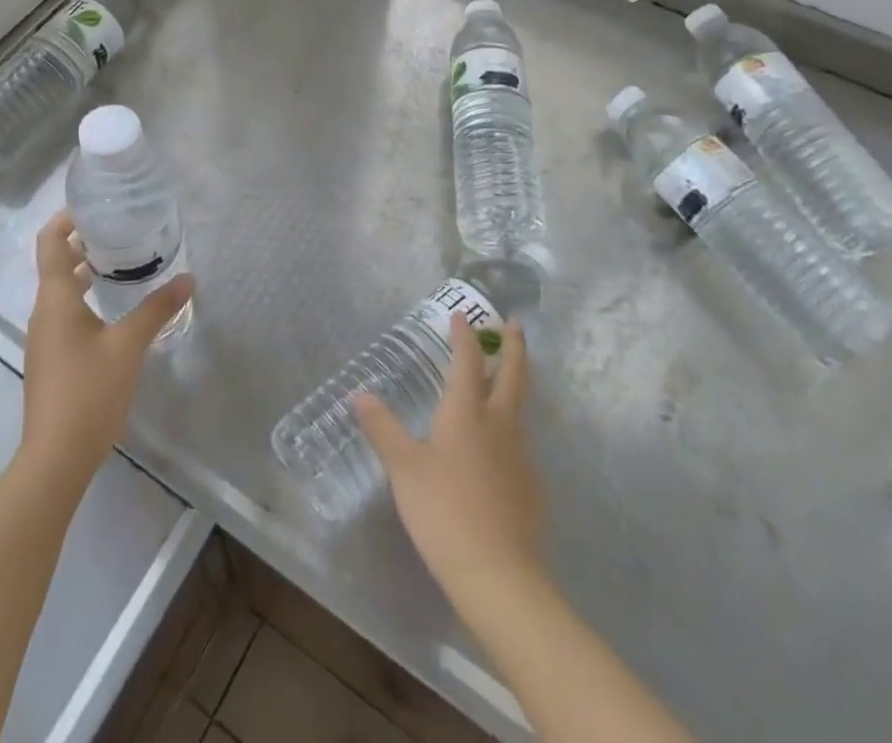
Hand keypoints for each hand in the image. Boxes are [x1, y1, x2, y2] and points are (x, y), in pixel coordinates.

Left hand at [19, 210, 192, 488]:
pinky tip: (116, 306)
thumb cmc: (89, 392)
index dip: (67, 219)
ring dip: (87, 270)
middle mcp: (44, 311)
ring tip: (124, 261)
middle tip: (122, 229)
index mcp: (55, 299)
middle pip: (56, 262)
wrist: (55, 457)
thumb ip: (157, 309)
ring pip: (62, 289)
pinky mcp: (52, 357)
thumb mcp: (129, 346)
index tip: (97, 206)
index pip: (50, 242)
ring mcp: (45, 336)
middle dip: (84, 242)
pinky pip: (66, 312)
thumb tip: (188, 278)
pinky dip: (86, 296)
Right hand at [354, 318, 543, 598]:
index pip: (467, 361)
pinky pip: (520, 445)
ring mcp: (520, 456)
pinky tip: (497, 449)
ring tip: (504, 380)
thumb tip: (360, 394)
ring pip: (520, 409)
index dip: (464, 335)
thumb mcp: (403, 468)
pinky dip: (510, 430)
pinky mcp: (530, 487)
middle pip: (513, 375)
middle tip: (515, 323)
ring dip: (515, 384)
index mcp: (466, 412)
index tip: (460, 316)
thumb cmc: (443, 510)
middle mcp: (499, 424)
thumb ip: (383, 428)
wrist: (498, 575)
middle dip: (514, 346)